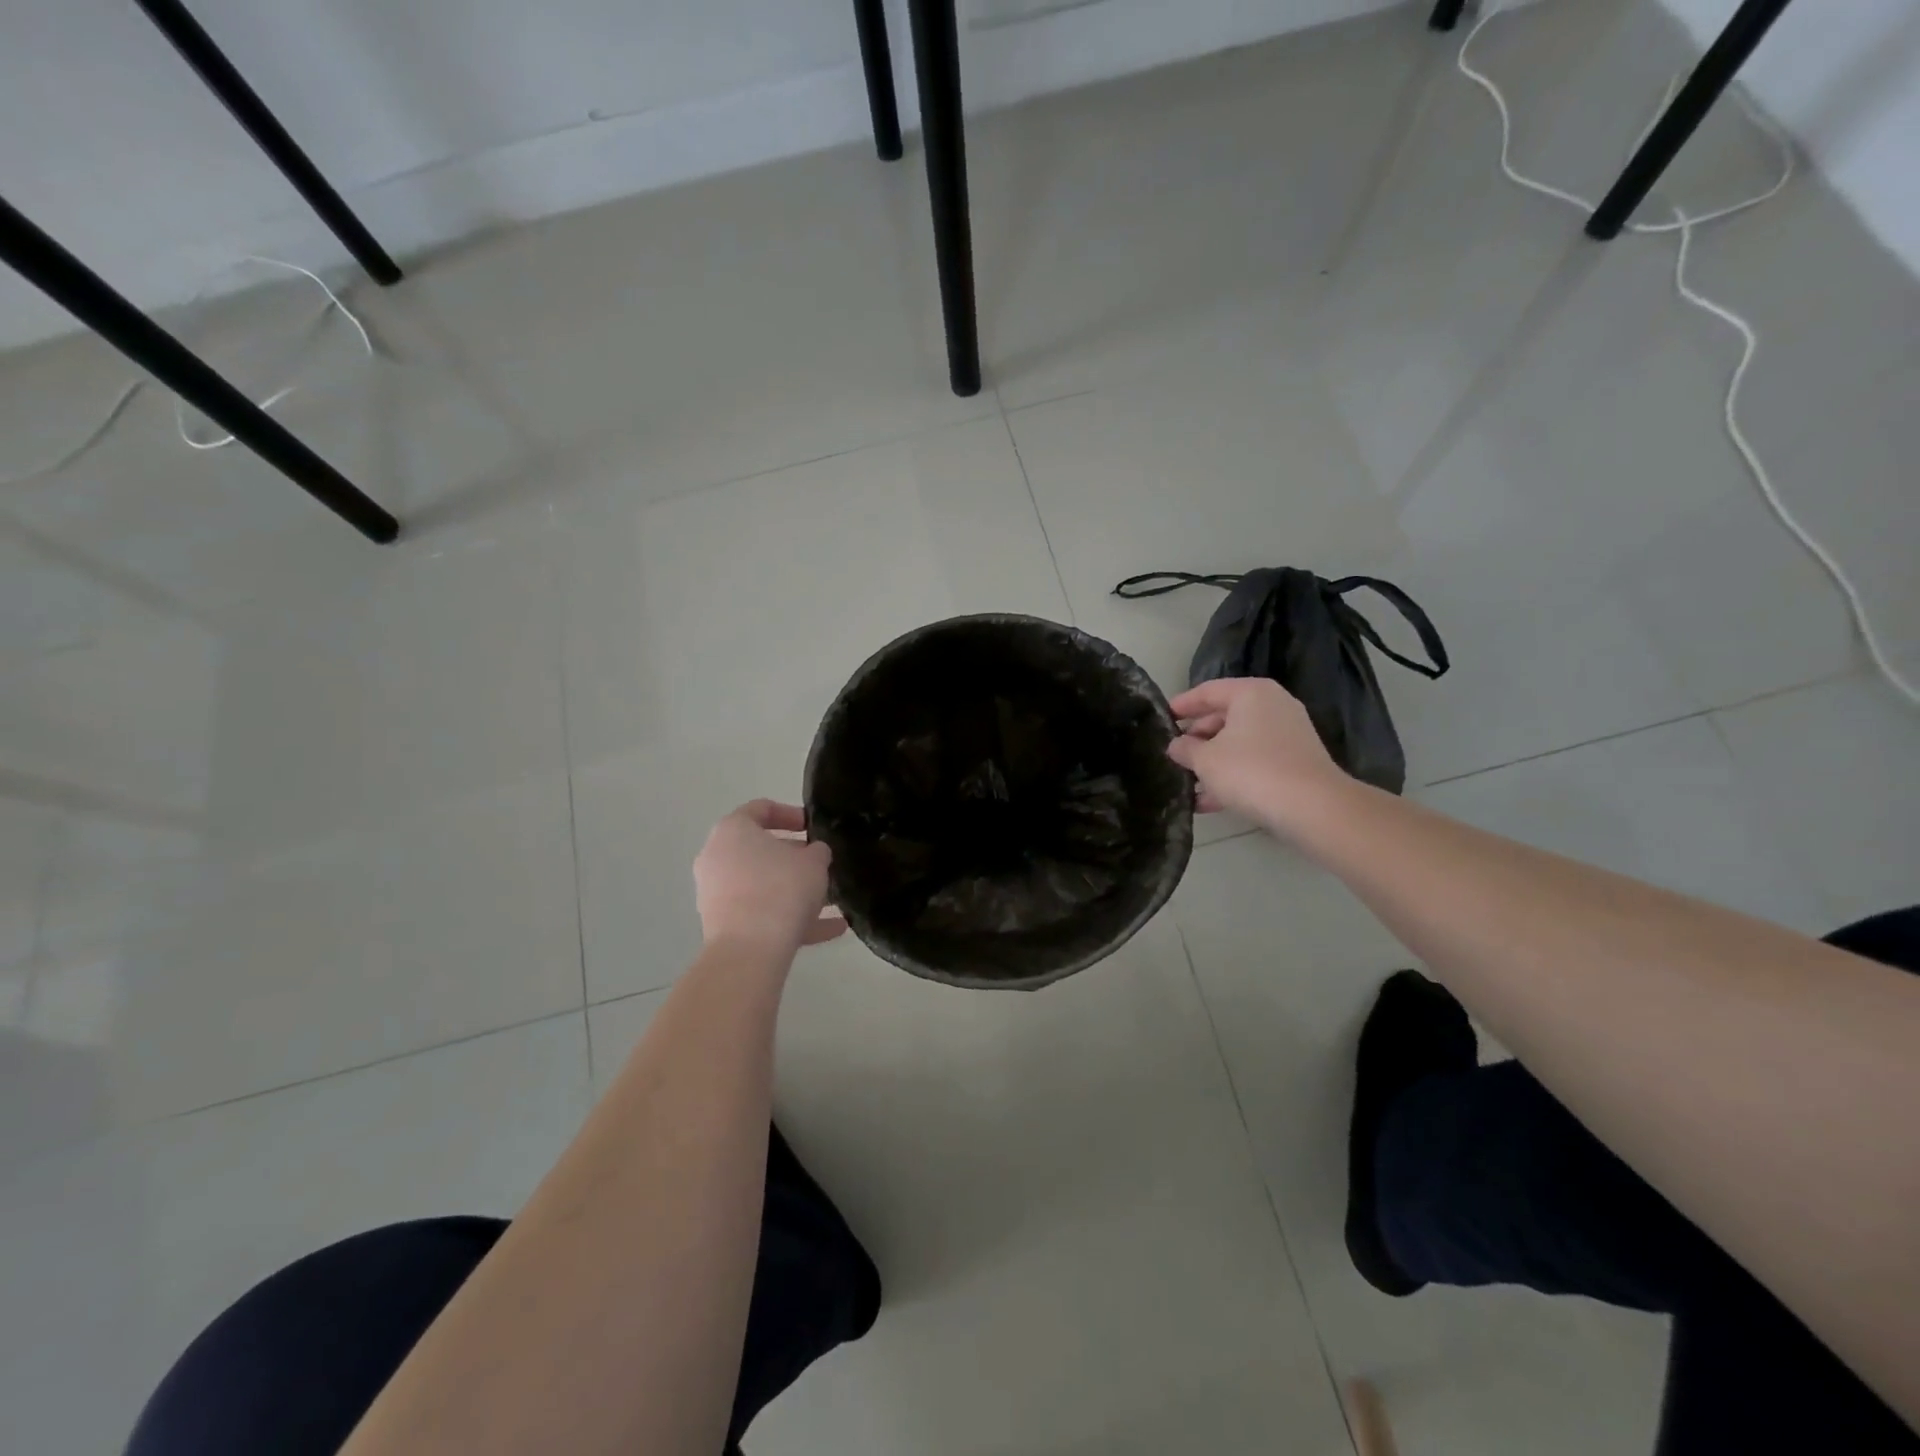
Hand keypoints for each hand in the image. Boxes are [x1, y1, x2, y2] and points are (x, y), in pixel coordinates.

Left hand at [694, 801, 847, 956]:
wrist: (750, 950)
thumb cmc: (781, 888)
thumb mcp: (814, 862)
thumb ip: (817, 851)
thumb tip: (813, 854)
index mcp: (733, 830)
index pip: (761, 809)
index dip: (791, 814)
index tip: (813, 827)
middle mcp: (717, 857)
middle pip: (759, 850)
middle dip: (793, 858)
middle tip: (820, 864)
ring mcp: (716, 893)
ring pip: (762, 885)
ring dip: (794, 891)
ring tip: (831, 901)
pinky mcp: (722, 925)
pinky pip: (761, 914)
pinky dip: (790, 918)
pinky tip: (830, 929)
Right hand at [1167, 678, 1344, 823]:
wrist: (1312, 808)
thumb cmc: (1251, 771)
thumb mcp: (1206, 760)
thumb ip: (1185, 749)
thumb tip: (1175, 746)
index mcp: (1250, 693)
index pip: (1207, 691)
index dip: (1181, 705)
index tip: (1160, 718)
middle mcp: (1272, 706)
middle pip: (1223, 716)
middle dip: (1196, 738)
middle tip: (1172, 754)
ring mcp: (1287, 734)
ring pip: (1238, 743)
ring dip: (1211, 761)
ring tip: (1185, 781)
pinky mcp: (1294, 762)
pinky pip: (1253, 762)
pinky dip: (1231, 775)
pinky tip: (1207, 801)